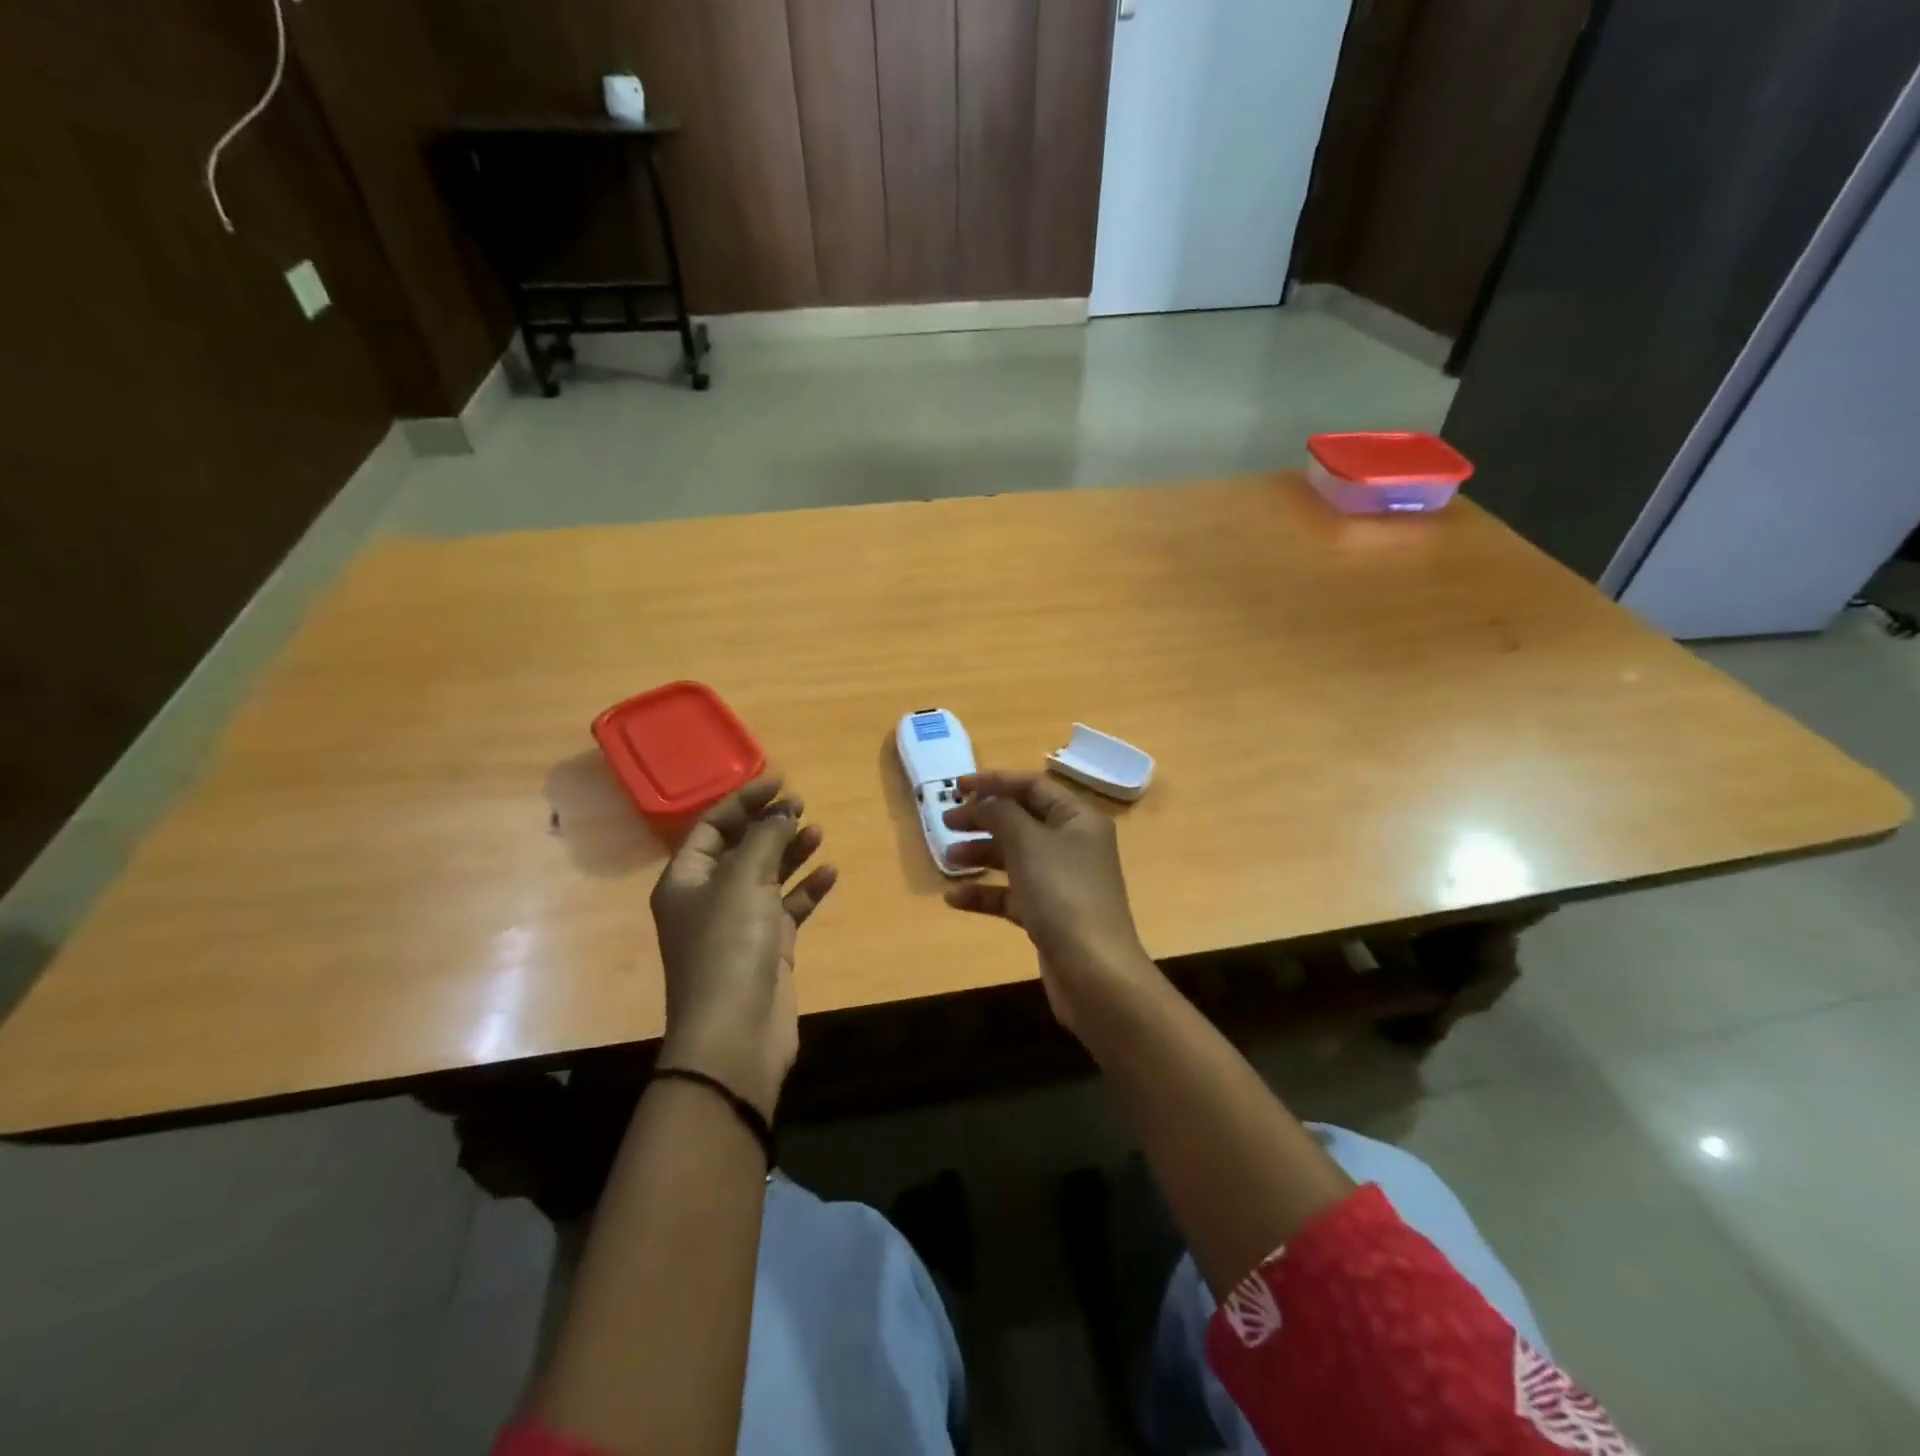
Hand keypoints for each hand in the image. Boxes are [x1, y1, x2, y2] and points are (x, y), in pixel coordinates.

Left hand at [651, 777, 836, 1118]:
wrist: (735, 1034)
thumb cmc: (729, 946)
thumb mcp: (744, 881)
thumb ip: (765, 839)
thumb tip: (783, 810)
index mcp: (685, 879)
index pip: (712, 826)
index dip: (744, 800)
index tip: (781, 780)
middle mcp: (708, 898)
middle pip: (740, 848)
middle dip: (769, 824)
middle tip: (801, 804)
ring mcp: (738, 925)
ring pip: (767, 876)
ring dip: (790, 853)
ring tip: (818, 831)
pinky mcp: (767, 948)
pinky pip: (788, 907)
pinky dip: (806, 889)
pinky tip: (829, 873)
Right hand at [941, 770, 1160, 1036]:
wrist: (1093, 972)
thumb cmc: (1062, 894)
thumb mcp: (1027, 843)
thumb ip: (1000, 813)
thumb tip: (982, 802)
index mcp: (1078, 818)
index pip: (1033, 786)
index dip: (994, 781)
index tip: (956, 786)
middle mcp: (1073, 844)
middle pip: (1022, 820)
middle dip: (983, 818)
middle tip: (947, 820)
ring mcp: (1062, 882)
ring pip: (1015, 857)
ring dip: (981, 853)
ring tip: (947, 857)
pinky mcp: (1050, 914)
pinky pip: (1012, 894)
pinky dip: (985, 892)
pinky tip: (954, 898)